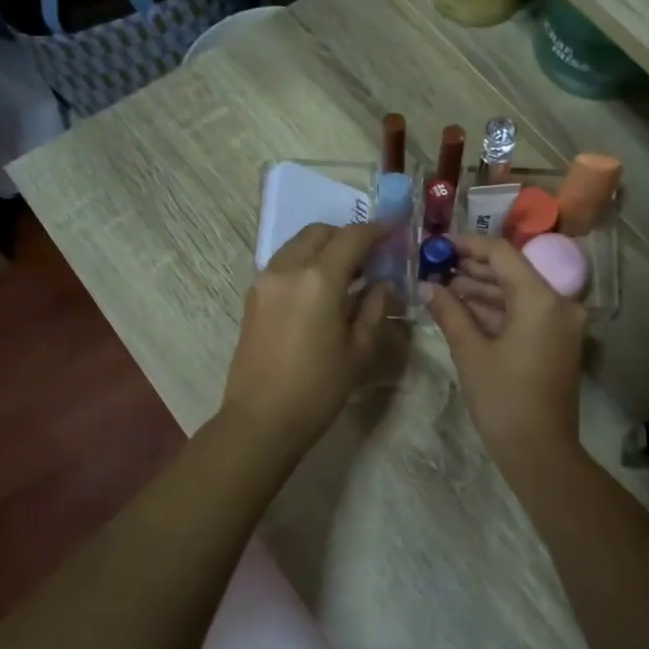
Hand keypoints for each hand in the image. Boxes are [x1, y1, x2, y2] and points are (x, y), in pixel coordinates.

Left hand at [224, 223, 388, 445]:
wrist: (261, 419)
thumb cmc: (319, 388)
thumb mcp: (359, 350)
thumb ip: (374, 308)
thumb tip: (381, 284)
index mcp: (320, 279)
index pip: (353, 238)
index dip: (377, 230)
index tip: (395, 231)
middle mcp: (288, 268)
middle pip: (320, 233)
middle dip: (347, 236)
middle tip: (371, 255)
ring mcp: (266, 280)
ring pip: (298, 245)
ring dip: (324, 247)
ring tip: (347, 273)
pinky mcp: (253, 296)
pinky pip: (283, 263)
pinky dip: (305, 262)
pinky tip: (321, 289)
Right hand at [422, 234, 584, 464]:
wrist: (540, 453)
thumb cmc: (503, 400)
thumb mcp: (471, 352)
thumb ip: (449, 312)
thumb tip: (425, 286)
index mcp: (541, 299)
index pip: (502, 253)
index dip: (468, 245)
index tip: (438, 245)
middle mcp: (558, 303)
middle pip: (511, 271)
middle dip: (471, 268)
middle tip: (434, 267)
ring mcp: (560, 324)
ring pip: (516, 293)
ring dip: (481, 290)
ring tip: (441, 287)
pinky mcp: (556, 341)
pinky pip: (524, 313)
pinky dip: (496, 310)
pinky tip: (463, 309)